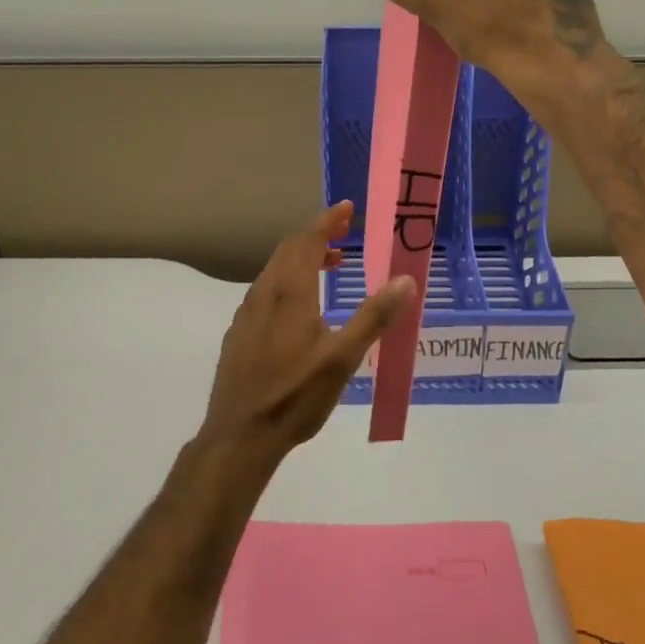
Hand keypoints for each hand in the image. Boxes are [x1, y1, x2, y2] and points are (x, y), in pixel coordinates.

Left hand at [201, 202, 414, 461]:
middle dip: (317, 235)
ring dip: (302, 258)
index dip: (328, 220)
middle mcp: (264, 293)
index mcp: (290, 292)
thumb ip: (374, 316)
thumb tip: (405, 280)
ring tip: (329, 266)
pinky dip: (286, 280)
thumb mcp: (343, 358)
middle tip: (343, 233)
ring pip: (275, 269)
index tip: (347, 208)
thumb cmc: (296, 395)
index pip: (308, 240)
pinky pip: (265, 290)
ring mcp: (247, 312)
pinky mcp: (239, 332)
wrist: (239, 435)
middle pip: (289, 249)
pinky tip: (299, 307)